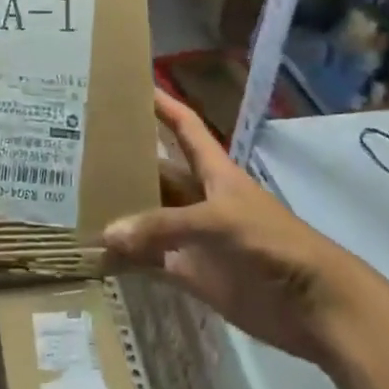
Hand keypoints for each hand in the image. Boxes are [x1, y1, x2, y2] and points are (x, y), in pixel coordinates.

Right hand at [104, 91, 348, 364]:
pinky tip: (95, 254)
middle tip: (78, 151)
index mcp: (213, 171)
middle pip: (157, 173)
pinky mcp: (192, 272)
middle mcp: (199, 198)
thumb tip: (107, 233)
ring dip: (120, 213)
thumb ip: (163, 226)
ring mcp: (194, 237)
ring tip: (75, 201)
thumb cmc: (272, 242)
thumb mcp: (219, 221)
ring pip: (149, 218)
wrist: (313, 304)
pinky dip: (127, 259)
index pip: (184, 127)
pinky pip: (151, 261)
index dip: (162, 104)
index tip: (130, 85)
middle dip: (125, 162)